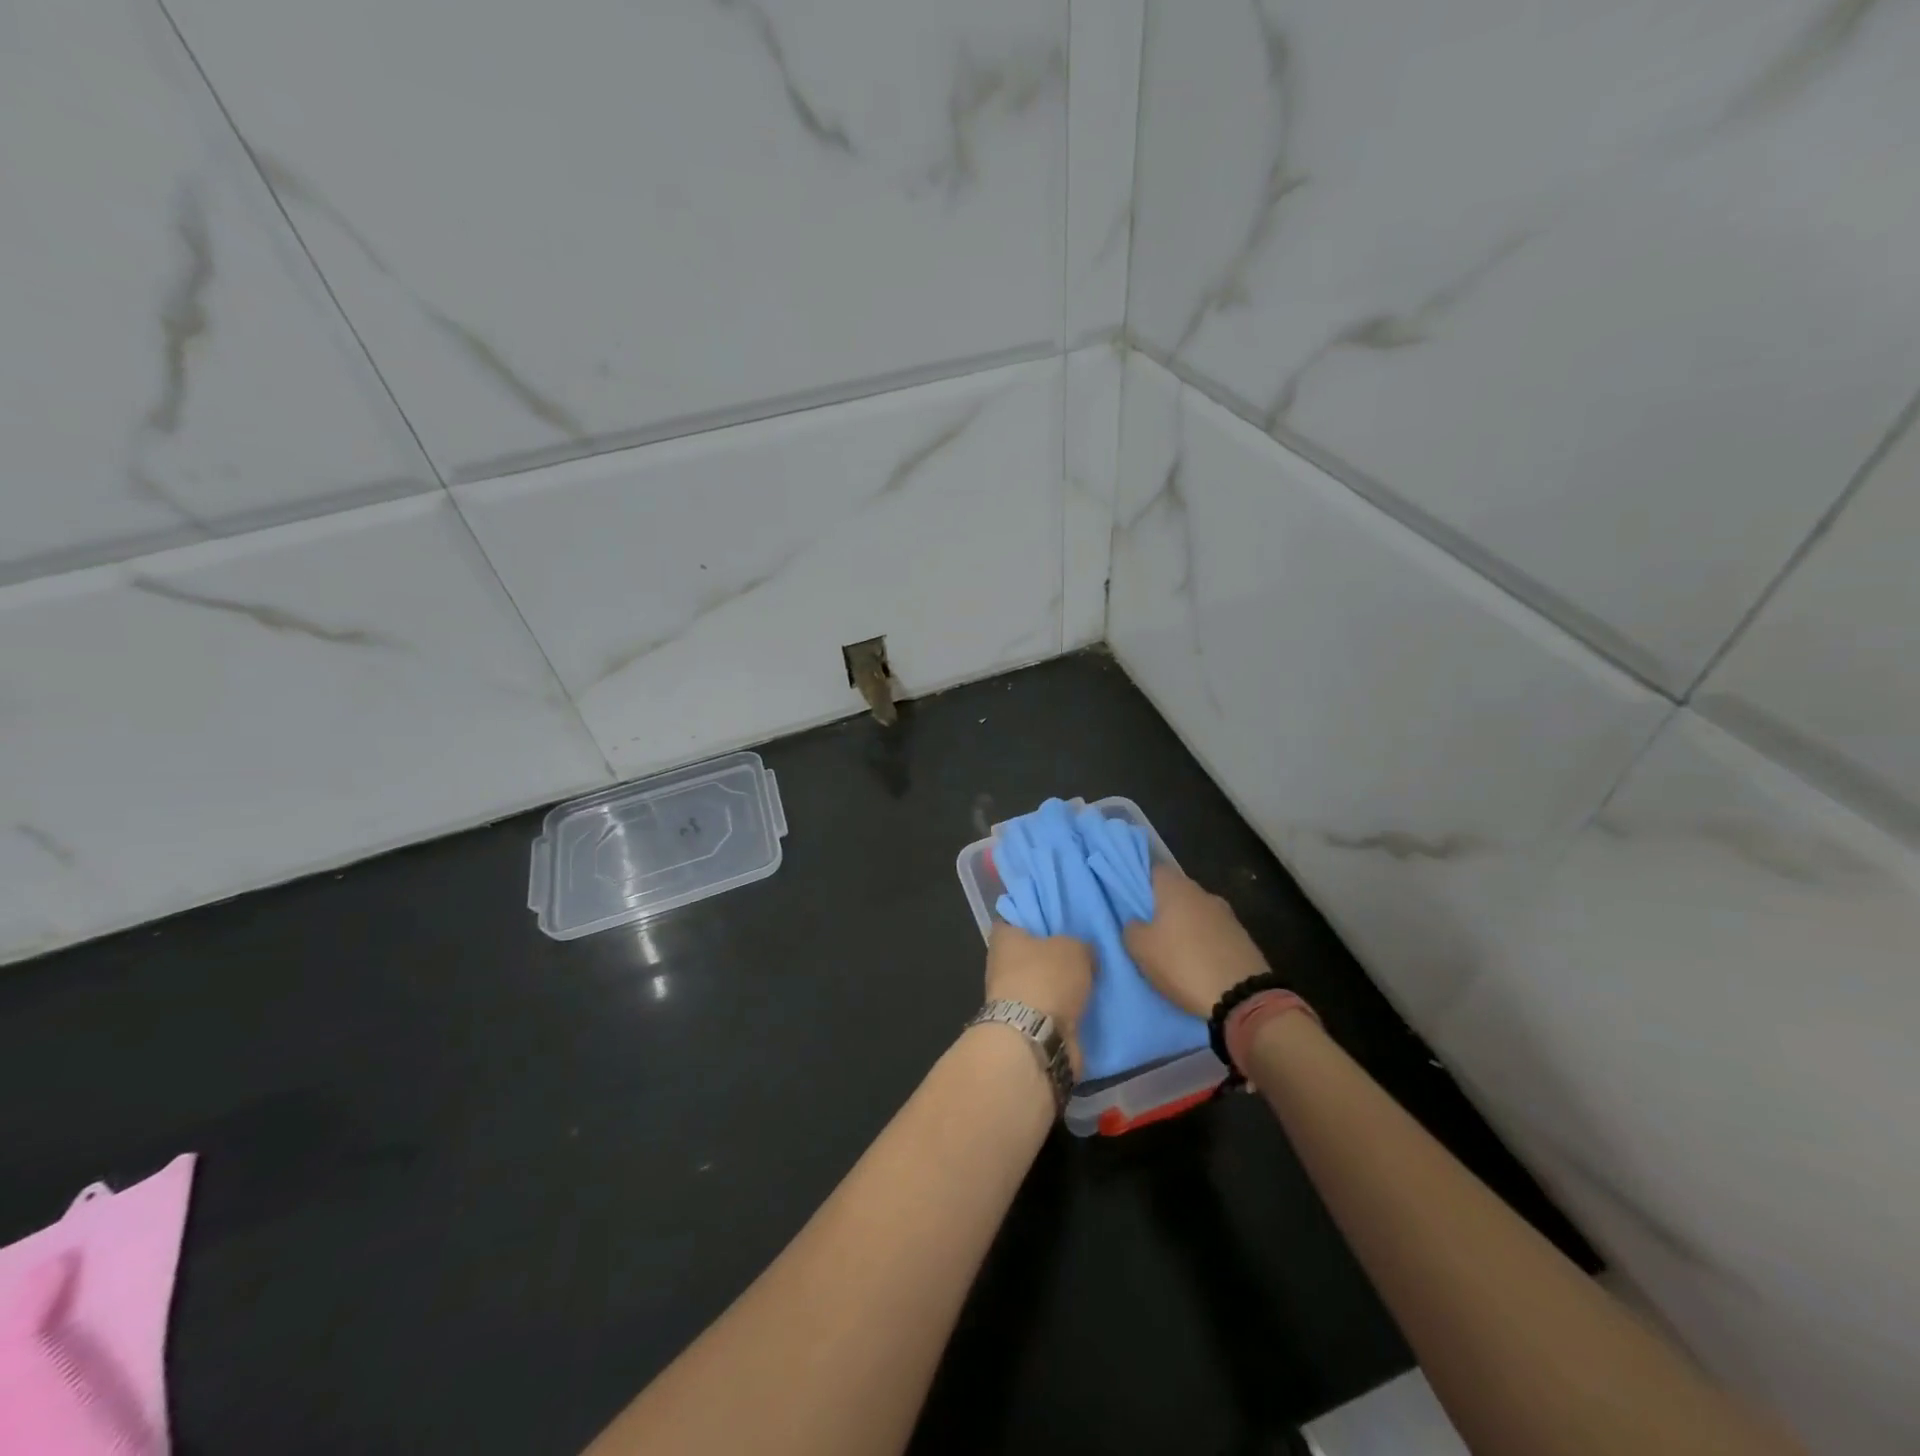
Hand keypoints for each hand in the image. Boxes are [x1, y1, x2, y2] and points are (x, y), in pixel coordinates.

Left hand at [984, 924, 1092, 1077]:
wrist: (1034, 1038)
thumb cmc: (1046, 979)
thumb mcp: (1074, 949)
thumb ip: (1080, 946)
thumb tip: (1083, 953)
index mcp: (1004, 938)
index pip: (1014, 919)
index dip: (1034, 919)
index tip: (1056, 922)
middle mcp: (1000, 965)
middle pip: (1028, 954)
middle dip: (1050, 957)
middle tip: (1080, 954)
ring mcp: (1009, 999)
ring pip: (1038, 984)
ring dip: (1058, 988)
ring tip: (1089, 983)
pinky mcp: (1022, 1026)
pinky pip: (1046, 1011)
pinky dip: (1061, 1012)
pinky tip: (1084, 1008)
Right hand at [1124, 866, 1269, 1017]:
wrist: (1241, 997)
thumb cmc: (1182, 964)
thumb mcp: (1140, 949)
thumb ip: (1132, 928)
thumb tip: (1137, 923)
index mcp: (1177, 888)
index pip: (1153, 869)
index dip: (1139, 881)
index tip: (1129, 899)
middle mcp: (1203, 893)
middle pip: (1176, 892)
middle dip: (1162, 906)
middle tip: (1147, 928)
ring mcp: (1227, 915)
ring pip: (1196, 913)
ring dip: (1185, 926)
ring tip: (1172, 949)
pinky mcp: (1242, 938)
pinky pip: (1213, 933)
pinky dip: (1203, 942)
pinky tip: (1196, 961)